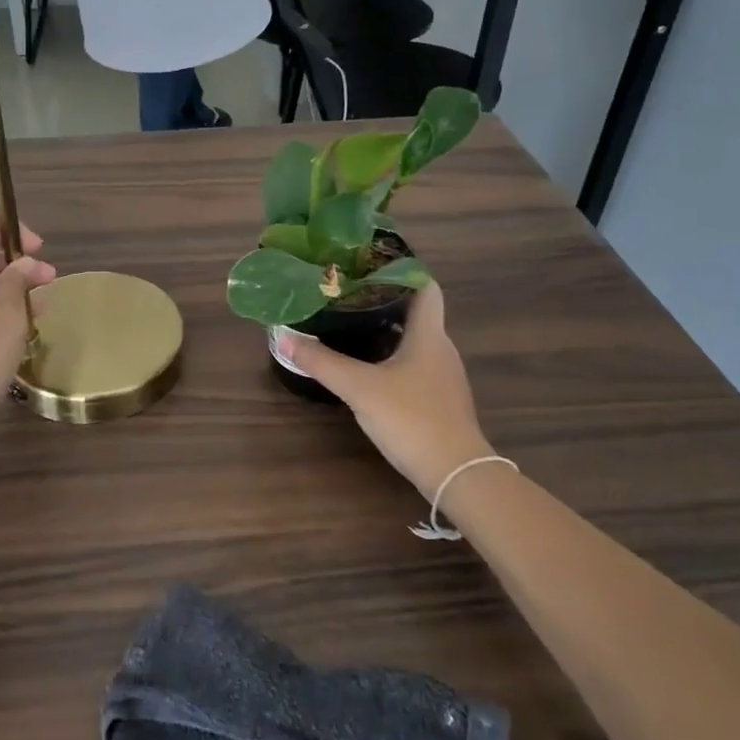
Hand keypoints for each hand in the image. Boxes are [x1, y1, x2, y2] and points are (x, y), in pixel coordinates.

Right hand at [277, 284, 490, 496]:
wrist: (456, 473)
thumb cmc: (412, 418)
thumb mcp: (359, 388)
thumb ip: (321, 362)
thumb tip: (283, 337)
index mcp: (429, 335)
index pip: (425, 287)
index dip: (402, 271)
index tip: (369, 265)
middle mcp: (441, 349)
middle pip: (417, 313)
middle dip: (384, 301)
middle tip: (348, 295)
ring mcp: (443, 377)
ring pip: (416, 342)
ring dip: (388, 331)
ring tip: (352, 326)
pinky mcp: (440, 401)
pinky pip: (415, 366)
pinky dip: (393, 359)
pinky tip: (369, 369)